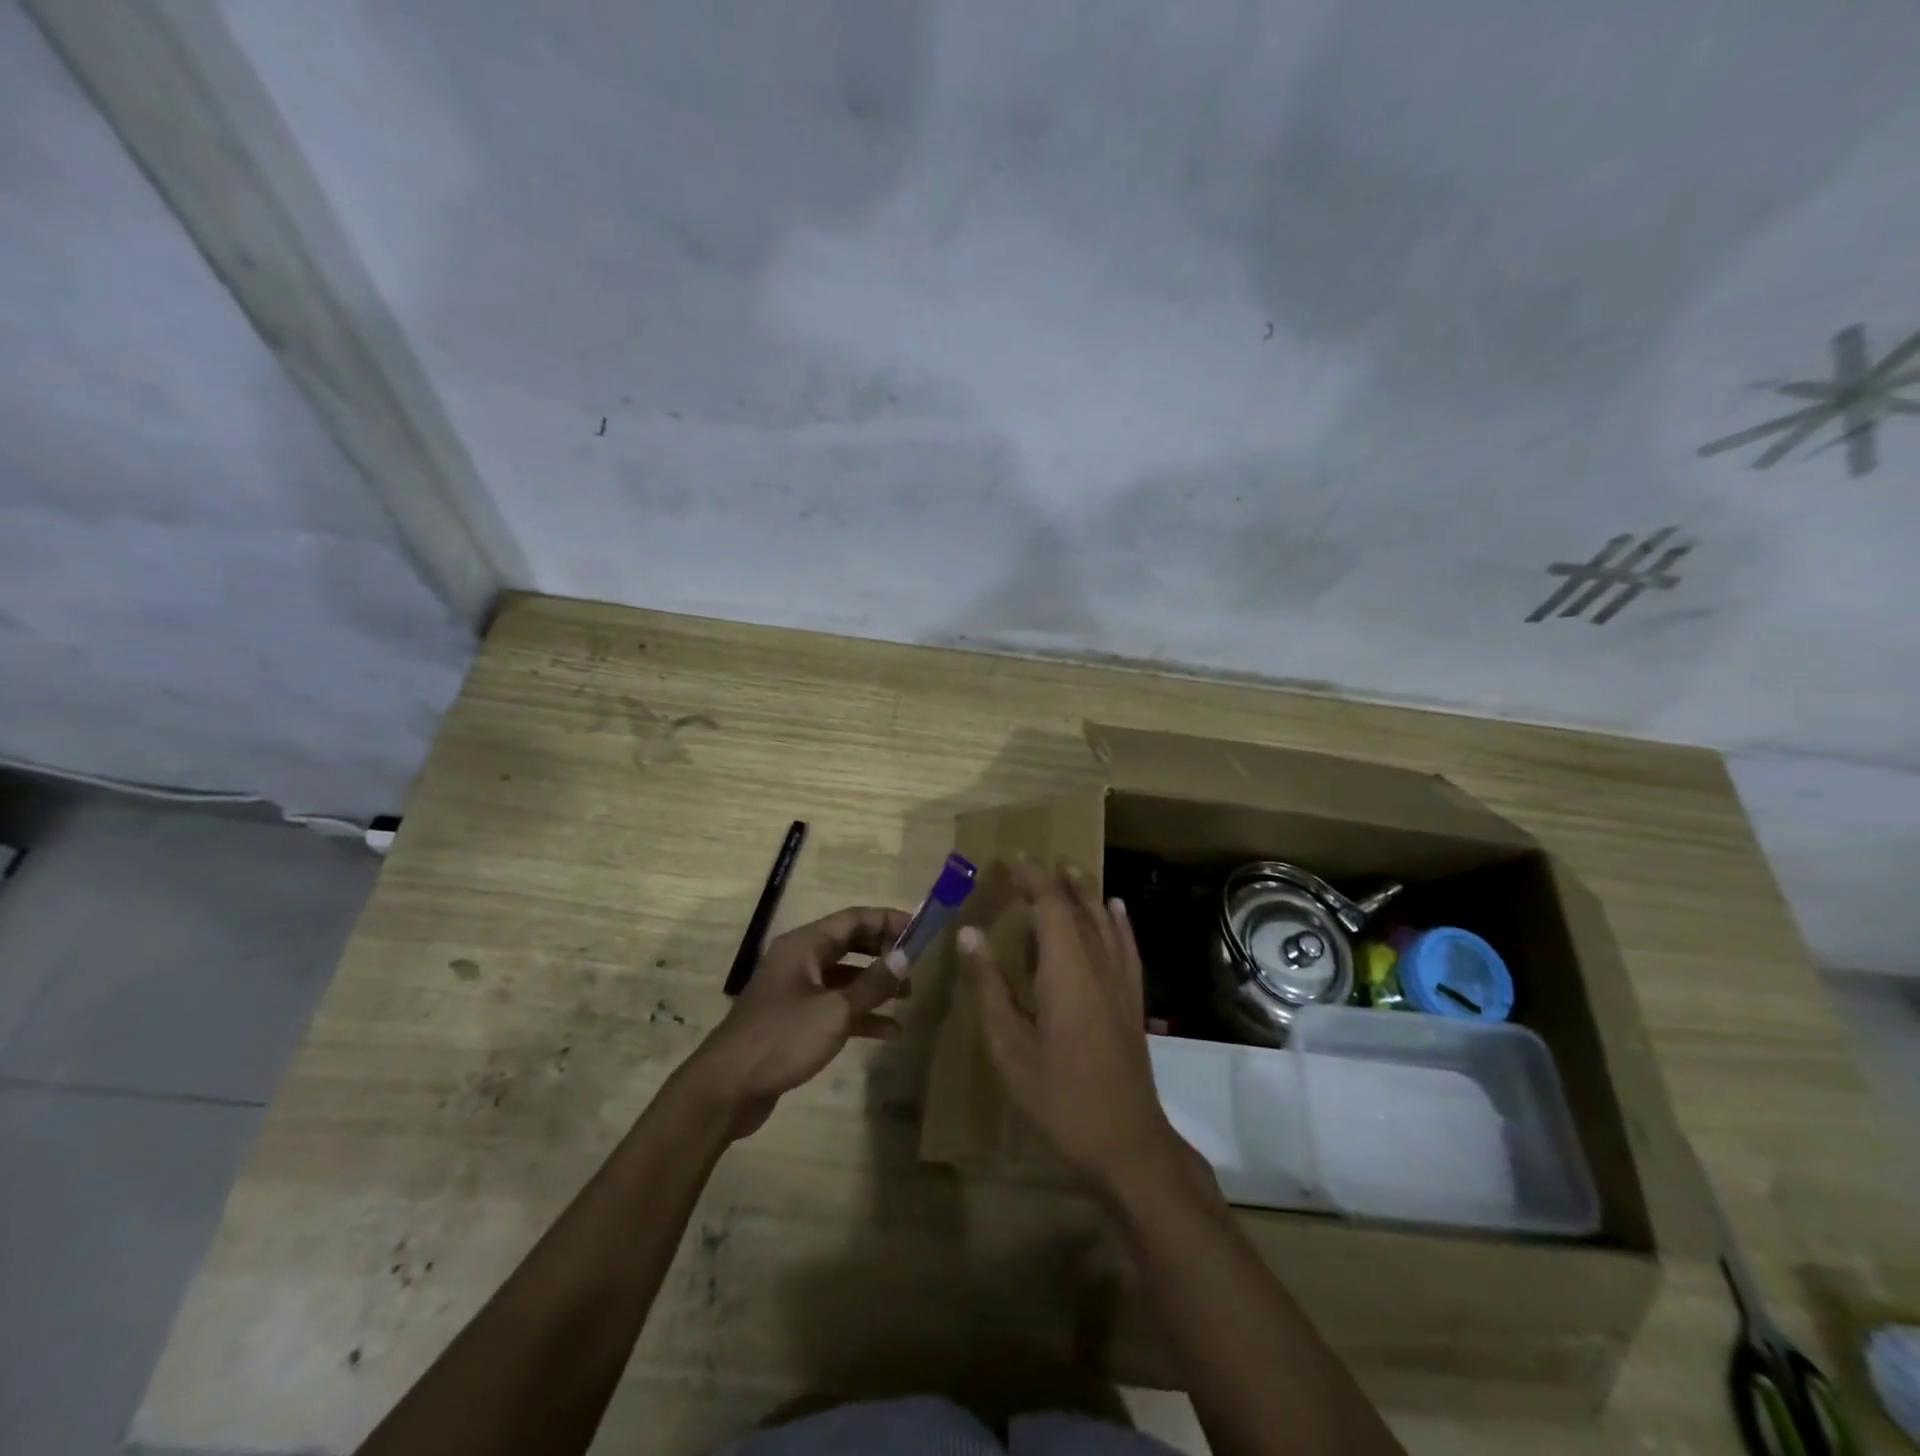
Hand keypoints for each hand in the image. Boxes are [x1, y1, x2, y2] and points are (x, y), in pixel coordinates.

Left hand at [685, 905, 910, 1139]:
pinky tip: (888, 1031)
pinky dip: (860, 1014)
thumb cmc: (781, 1039)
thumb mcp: (834, 1011)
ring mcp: (796, 991)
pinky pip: (835, 1006)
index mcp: (804, 945)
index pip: (854, 919)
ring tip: (908, 997)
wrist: (726, 1088)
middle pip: (850, 944)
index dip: (888, 921)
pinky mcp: (795, 1020)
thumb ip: (872, 984)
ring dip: (875, 984)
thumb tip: (906, 958)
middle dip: (883, 952)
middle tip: (916, 964)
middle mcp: (800, 960)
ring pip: (844, 977)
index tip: (920, 931)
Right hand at [960, 865, 1183, 1192]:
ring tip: (1068, 871)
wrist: (1127, 1143)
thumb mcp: (1010, 1048)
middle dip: (1054, 880)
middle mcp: (1099, 965)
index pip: (1051, 905)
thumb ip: (989, 987)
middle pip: (1079, 907)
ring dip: (1085, 892)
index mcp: (1066, 971)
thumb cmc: (1060, 1098)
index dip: (1032, 878)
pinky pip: (1127, 945)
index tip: (1011, 860)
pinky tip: (1116, 909)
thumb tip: (969, 933)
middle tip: (1030, 864)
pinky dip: (1119, 921)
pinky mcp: (1133, 1000)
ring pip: (1106, 921)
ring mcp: (1122, 982)